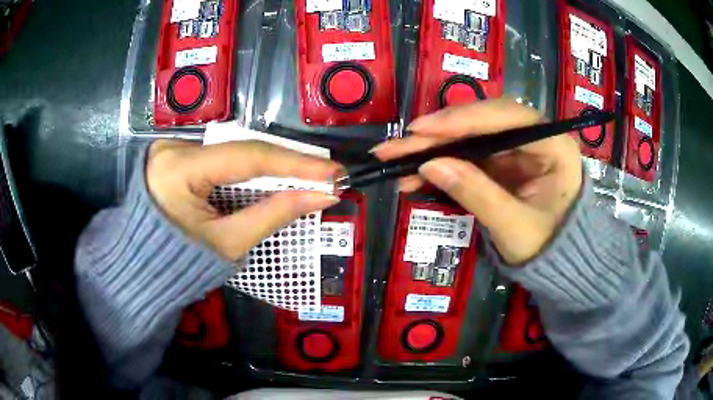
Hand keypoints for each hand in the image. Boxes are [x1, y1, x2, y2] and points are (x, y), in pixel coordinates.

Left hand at [146, 140, 341, 259]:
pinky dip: (249, 169)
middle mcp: (174, 147)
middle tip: (326, 174)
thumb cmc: (181, 264)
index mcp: (178, 169)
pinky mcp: (177, 153)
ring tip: (308, 176)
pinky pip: (222, 157)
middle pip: (242, 150)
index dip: (296, 163)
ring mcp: (173, 147)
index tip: (334, 171)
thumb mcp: (228, 243)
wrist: (145, 268)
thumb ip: (274, 214)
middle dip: (286, 163)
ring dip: (271, 166)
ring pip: (234, 151)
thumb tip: (322, 195)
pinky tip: (274, 177)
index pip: (247, 157)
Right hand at [373, 99, 582, 264]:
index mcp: (554, 146)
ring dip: (432, 149)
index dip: (462, 120)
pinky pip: (468, 156)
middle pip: (482, 123)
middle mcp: (536, 137)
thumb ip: (476, 193)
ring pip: (469, 138)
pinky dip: (442, 164)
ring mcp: (518, 149)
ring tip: (394, 161)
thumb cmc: (547, 248)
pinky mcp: (503, 162)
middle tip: (395, 146)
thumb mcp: (513, 227)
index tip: (421, 129)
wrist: (556, 265)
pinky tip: (414, 175)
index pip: (507, 118)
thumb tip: (429, 166)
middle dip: (437, 135)